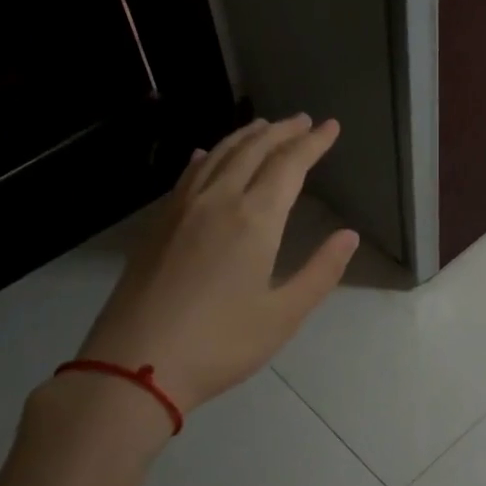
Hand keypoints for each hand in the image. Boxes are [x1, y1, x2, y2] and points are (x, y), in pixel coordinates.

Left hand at [76, 116, 358, 412]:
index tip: (331, 127)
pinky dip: (208, 157)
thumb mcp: (284, 315)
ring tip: (265, 127)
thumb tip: (349, 236)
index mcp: (254, 219)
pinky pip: (189, 175)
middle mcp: (218, 201)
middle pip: (253, 151)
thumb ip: (321, 271)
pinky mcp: (158, 225)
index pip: (290, 165)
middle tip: (303, 120)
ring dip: (246, 137)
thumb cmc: (221, 344)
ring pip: (218, 156)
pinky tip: (208, 155)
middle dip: (282, 132)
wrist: (136, 364)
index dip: (313, 143)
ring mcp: (182, 209)